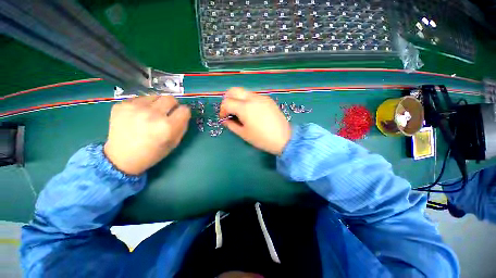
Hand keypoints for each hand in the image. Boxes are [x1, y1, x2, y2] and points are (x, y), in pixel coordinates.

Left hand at [104, 95, 190, 174]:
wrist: (121, 158)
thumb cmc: (152, 153)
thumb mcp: (174, 143)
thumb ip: (182, 126)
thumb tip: (184, 113)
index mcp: (167, 127)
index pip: (184, 110)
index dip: (184, 113)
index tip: (180, 116)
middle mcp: (153, 114)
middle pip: (170, 98)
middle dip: (172, 105)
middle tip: (167, 113)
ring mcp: (135, 108)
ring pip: (155, 96)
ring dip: (158, 104)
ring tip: (151, 114)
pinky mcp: (122, 105)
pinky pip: (140, 99)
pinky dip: (143, 105)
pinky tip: (138, 116)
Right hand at [220, 87, 290, 154]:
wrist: (283, 139)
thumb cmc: (261, 139)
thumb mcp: (243, 134)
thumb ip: (231, 125)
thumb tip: (225, 120)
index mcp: (245, 108)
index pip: (227, 102)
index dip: (222, 110)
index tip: (224, 118)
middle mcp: (252, 98)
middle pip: (234, 90)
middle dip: (228, 99)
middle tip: (229, 110)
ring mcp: (262, 97)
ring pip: (244, 92)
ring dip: (238, 99)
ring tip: (241, 112)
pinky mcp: (268, 100)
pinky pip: (254, 96)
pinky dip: (248, 101)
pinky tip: (252, 111)